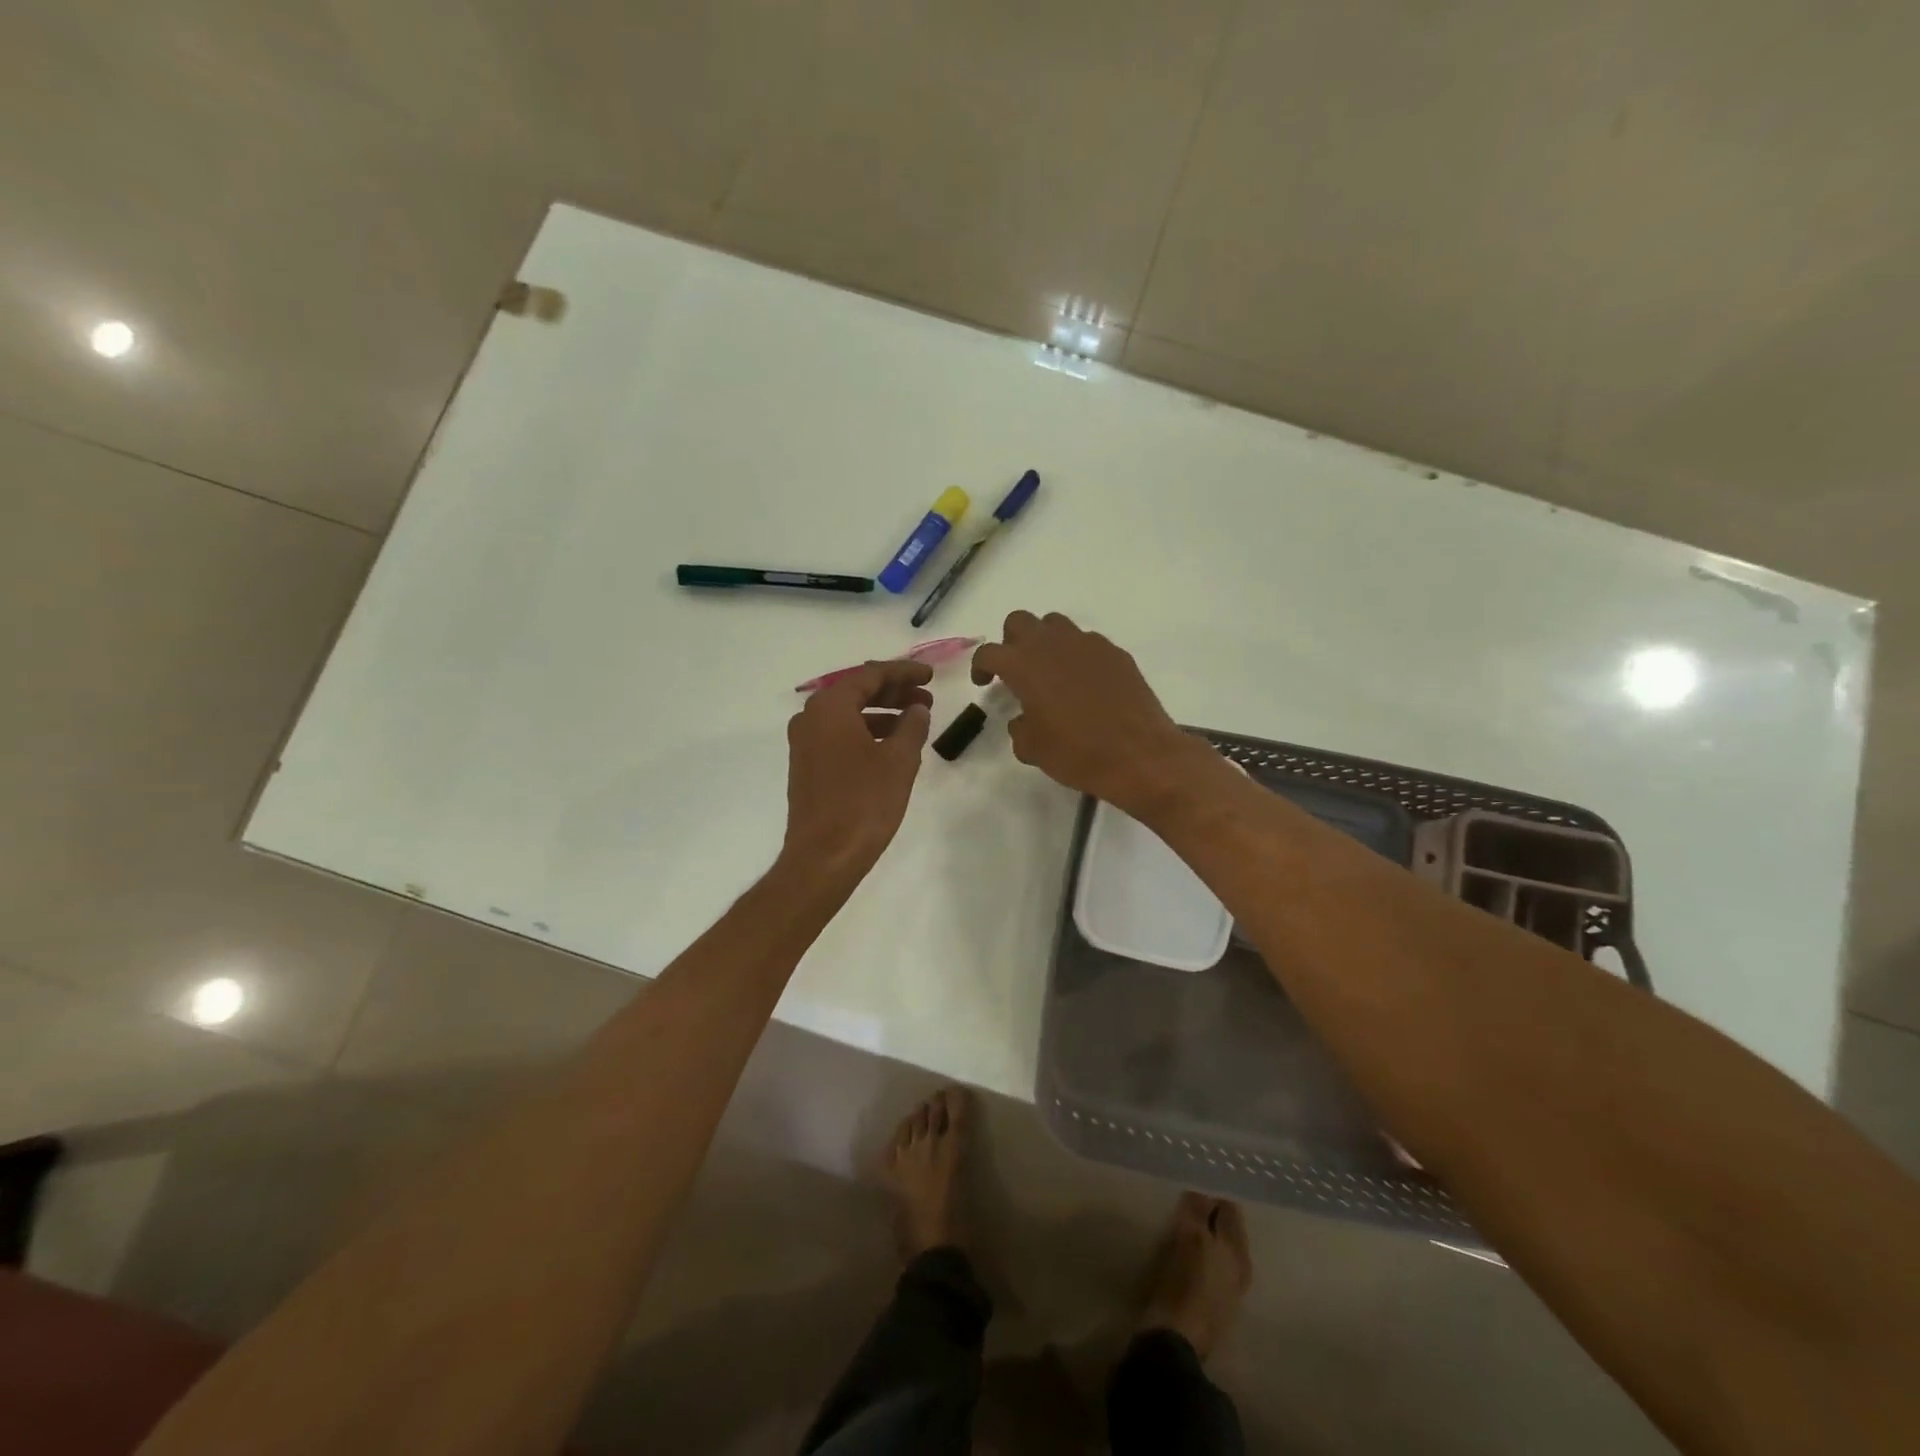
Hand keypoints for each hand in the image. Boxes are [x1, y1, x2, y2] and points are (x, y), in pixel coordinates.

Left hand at [781, 659, 933, 881]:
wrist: (823, 856)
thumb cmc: (864, 803)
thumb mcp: (899, 760)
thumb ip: (912, 726)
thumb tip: (917, 709)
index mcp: (830, 707)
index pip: (870, 675)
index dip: (903, 672)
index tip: (930, 676)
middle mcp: (811, 718)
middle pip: (856, 691)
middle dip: (893, 692)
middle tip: (926, 698)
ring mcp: (805, 743)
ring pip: (848, 714)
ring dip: (882, 713)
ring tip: (915, 721)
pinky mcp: (807, 766)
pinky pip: (840, 735)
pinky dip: (867, 732)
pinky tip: (891, 746)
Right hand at [971, 611, 1210, 814]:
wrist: (1139, 755)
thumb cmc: (1077, 753)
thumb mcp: (1033, 749)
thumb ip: (1019, 727)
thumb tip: (1023, 719)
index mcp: (1024, 665)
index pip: (990, 653)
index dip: (980, 666)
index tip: (984, 683)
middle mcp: (1053, 644)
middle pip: (1020, 622)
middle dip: (1011, 641)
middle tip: (1015, 670)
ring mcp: (1088, 644)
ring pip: (1056, 624)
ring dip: (1045, 642)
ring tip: (1050, 672)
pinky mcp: (1116, 653)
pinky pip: (1087, 643)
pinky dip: (1078, 656)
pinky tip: (1085, 684)